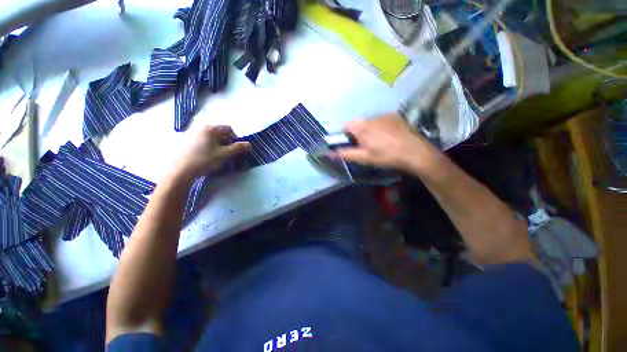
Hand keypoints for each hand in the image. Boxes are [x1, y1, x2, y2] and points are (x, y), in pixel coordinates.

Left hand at [174, 125, 249, 178]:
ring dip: (218, 144)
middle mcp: (201, 127)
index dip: (235, 138)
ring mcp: (192, 133)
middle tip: (227, 153)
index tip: (236, 148)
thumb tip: (250, 144)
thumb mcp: (224, 154)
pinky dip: (209, 146)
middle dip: (226, 141)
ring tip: (217, 155)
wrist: (181, 170)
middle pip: (220, 132)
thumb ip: (238, 148)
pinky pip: (203, 140)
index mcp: (211, 128)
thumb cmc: (205, 160)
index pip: (228, 129)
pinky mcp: (187, 141)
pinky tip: (207, 156)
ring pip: (211, 137)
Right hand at [333, 113, 438, 173]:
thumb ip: (345, 154)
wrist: (414, 152)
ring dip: (369, 130)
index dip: (344, 135)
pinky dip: (380, 127)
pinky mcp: (395, 116)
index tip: (350, 145)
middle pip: (357, 123)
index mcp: (361, 126)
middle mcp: (371, 117)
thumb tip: (330, 153)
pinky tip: (388, 138)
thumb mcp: (364, 158)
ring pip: (369, 122)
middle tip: (364, 147)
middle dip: (357, 134)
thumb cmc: (386, 156)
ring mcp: (384, 115)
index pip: (345, 125)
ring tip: (378, 143)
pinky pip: (381, 121)